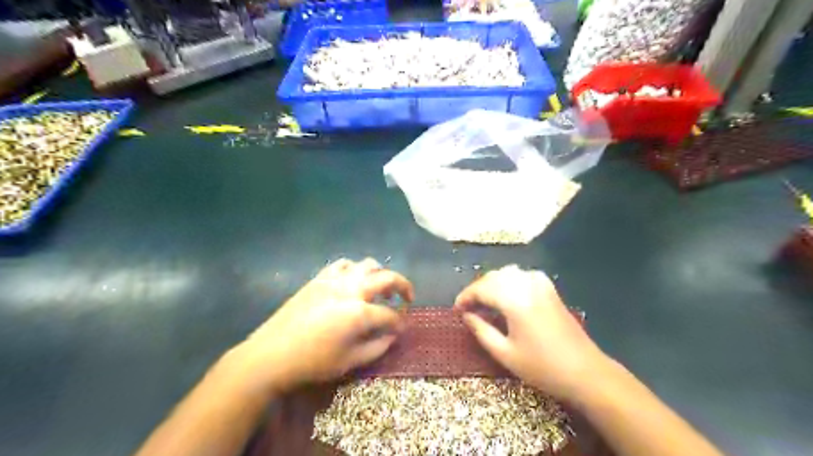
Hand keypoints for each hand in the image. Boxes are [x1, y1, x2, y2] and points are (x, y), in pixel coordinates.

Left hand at [233, 260, 412, 394]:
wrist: (270, 355)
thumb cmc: (312, 362)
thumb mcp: (349, 362)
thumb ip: (377, 347)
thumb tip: (393, 335)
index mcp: (359, 313)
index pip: (390, 315)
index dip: (399, 322)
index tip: (401, 329)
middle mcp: (351, 289)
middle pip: (387, 278)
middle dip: (403, 286)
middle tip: (406, 298)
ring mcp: (334, 280)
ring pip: (366, 264)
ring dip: (379, 274)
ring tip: (379, 289)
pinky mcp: (319, 278)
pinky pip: (343, 264)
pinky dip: (354, 269)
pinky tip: (353, 282)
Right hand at [457, 266, 608, 400]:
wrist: (585, 371)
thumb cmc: (542, 367)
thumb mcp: (505, 353)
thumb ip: (481, 330)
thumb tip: (466, 316)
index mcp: (514, 299)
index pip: (481, 289)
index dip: (465, 298)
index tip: (456, 310)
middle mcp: (526, 283)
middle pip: (492, 277)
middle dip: (476, 290)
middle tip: (468, 309)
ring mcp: (540, 283)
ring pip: (506, 273)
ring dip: (491, 285)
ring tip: (484, 304)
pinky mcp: (549, 288)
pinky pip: (521, 275)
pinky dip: (508, 282)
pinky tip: (507, 297)